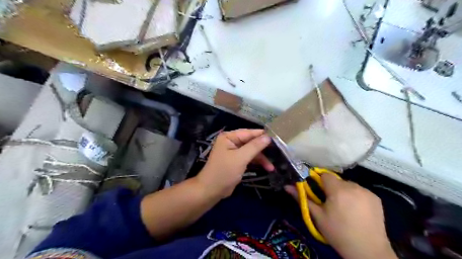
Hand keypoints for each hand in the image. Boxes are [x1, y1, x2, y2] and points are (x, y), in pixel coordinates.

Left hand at [196, 128, 272, 197]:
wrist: (211, 190)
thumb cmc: (224, 172)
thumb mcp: (240, 158)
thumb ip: (254, 146)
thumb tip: (268, 137)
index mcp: (229, 137)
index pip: (248, 132)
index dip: (262, 135)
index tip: (277, 137)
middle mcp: (231, 142)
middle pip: (251, 142)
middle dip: (263, 148)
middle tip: (278, 152)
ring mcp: (234, 152)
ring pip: (251, 151)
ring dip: (261, 158)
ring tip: (272, 166)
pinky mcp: (236, 161)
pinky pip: (249, 158)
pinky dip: (257, 162)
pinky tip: (267, 167)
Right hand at [286, 174, 396, 258]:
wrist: (368, 252)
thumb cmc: (338, 233)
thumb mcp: (317, 216)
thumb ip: (302, 198)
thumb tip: (287, 186)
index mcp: (338, 190)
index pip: (324, 175)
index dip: (319, 182)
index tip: (318, 193)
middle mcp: (353, 186)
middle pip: (336, 180)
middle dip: (331, 188)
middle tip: (330, 204)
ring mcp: (367, 191)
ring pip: (348, 185)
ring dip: (343, 192)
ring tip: (344, 208)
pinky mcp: (376, 198)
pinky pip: (360, 191)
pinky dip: (355, 196)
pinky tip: (356, 210)